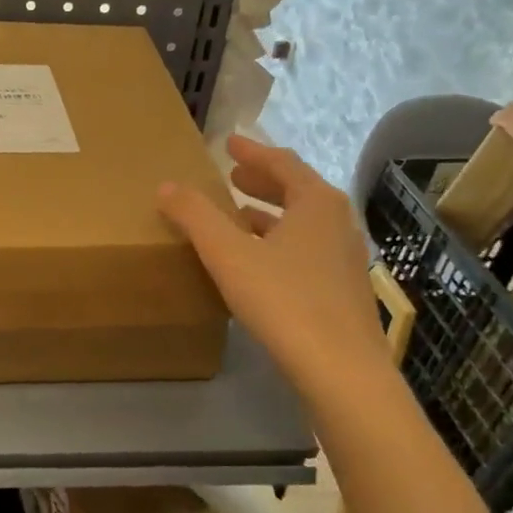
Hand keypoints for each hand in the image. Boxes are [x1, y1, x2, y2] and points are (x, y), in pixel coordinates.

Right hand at [158, 135, 386, 381]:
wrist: (340, 368)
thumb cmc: (284, 301)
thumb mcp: (229, 255)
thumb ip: (196, 217)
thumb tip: (166, 186)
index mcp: (316, 203)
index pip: (282, 163)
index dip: (252, 152)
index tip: (229, 144)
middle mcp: (338, 223)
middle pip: (297, 190)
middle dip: (263, 181)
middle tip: (233, 177)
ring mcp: (346, 258)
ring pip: (304, 224)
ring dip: (271, 215)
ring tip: (239, 217)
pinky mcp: (344, 290)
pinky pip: (308, 250)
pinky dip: (281, 243)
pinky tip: (261, 263)